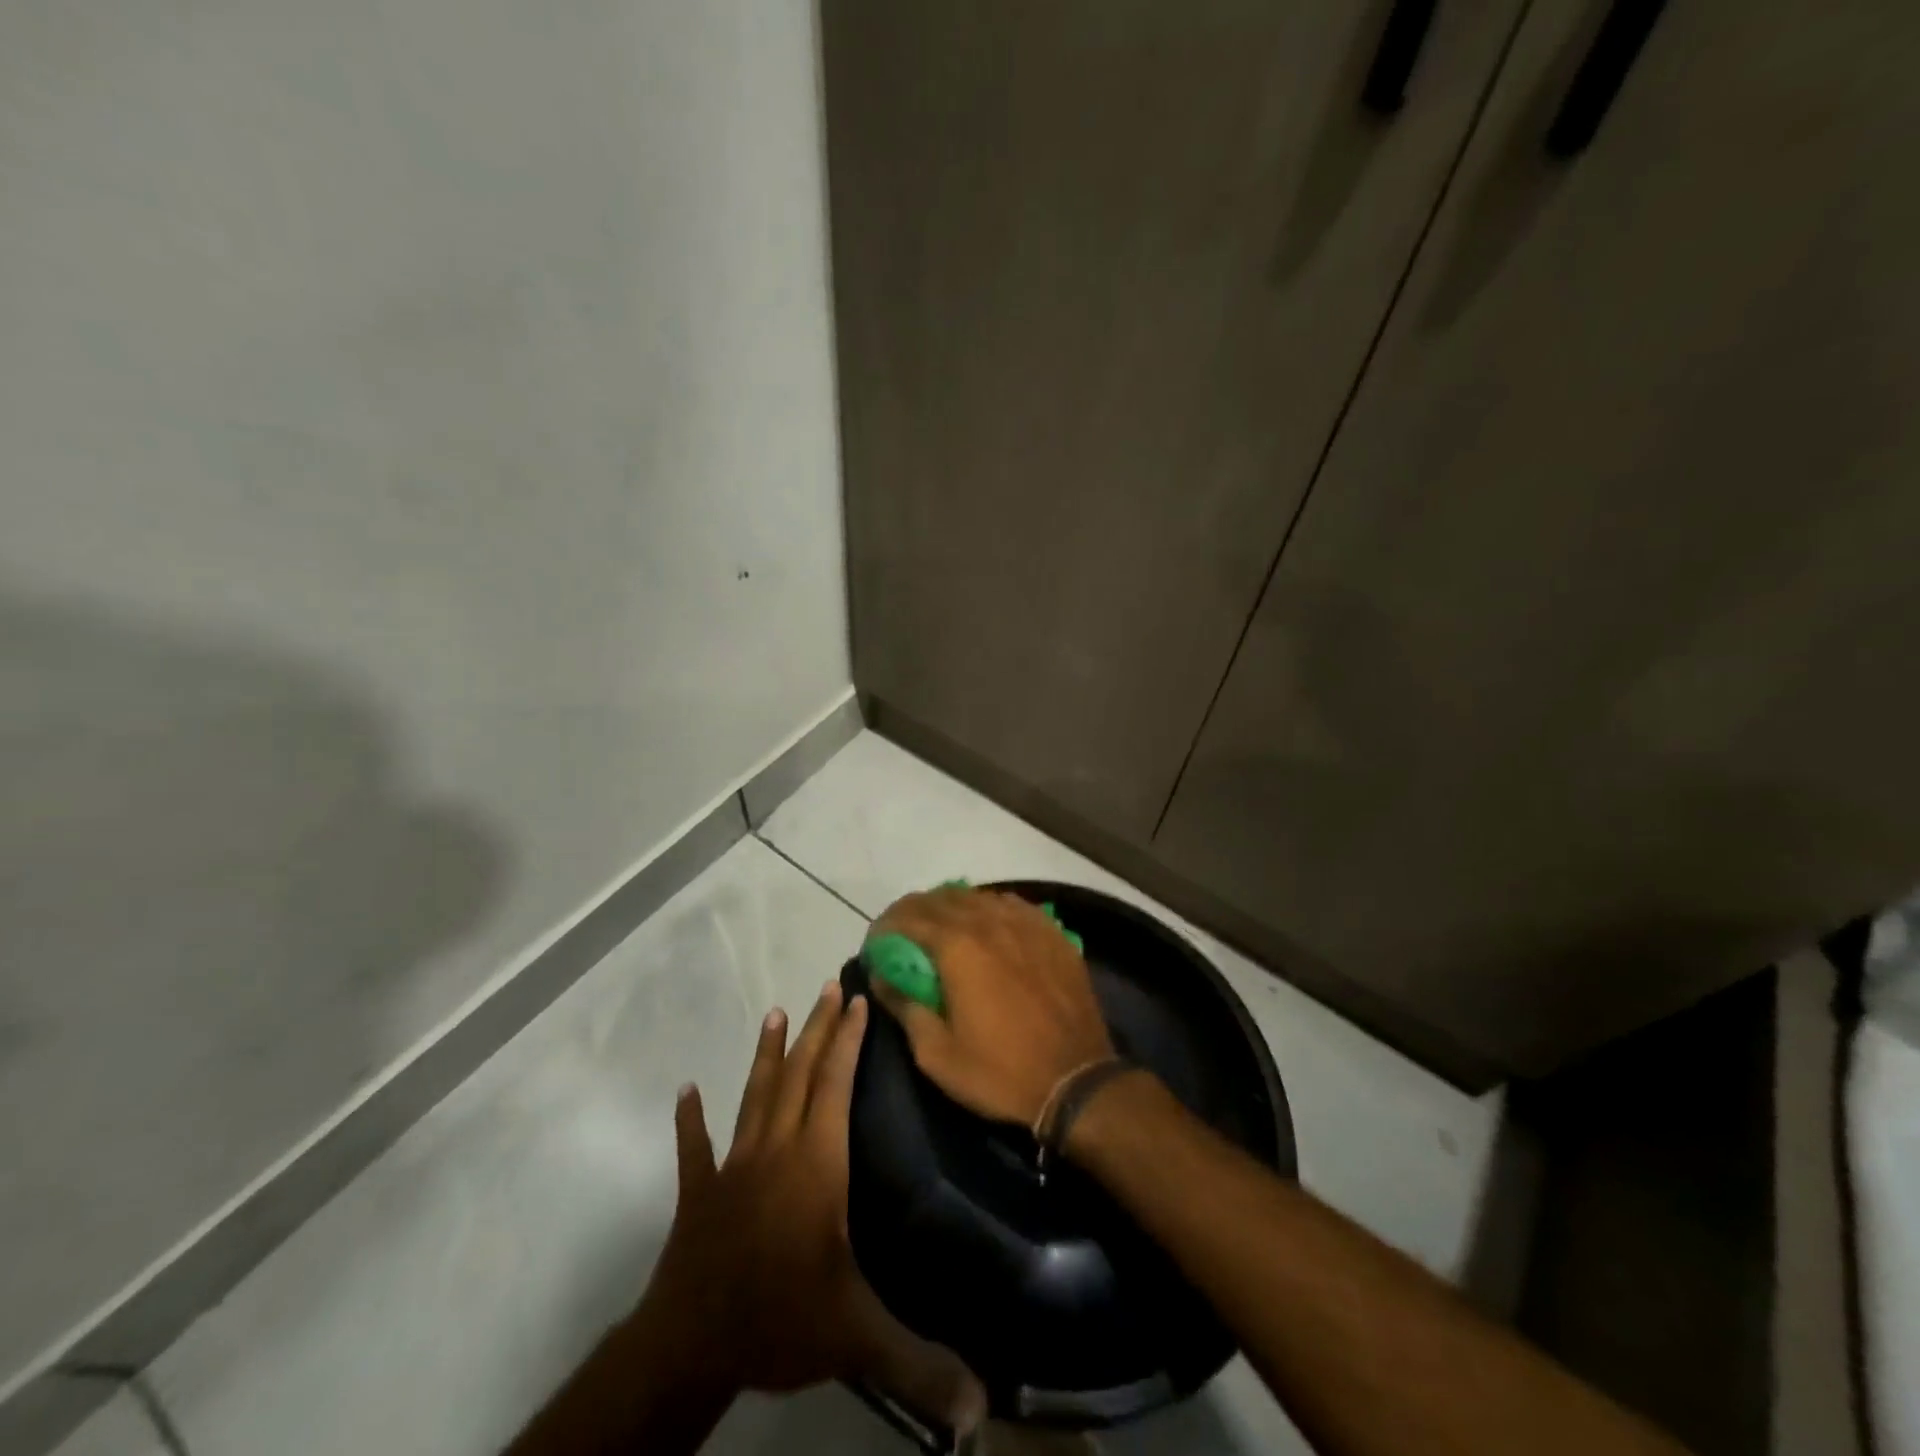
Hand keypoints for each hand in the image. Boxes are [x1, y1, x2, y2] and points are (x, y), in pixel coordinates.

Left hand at [645, 981, 982, 1430]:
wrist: (690, 1345)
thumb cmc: (779, 1319)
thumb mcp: (857, 1337)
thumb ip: (919, 1360)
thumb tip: (982, 1405)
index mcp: (816, 1163)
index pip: (835, 1086)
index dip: (847, 1042)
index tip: (857, 1002)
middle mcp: (776, 1148)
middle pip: (799, 1075)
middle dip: (816, 1028)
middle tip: (827, 985)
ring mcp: (734, 1165)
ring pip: (755, 1095)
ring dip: (767, 1054)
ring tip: (774, 1012)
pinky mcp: (700, 1191)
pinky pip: (695, 1147)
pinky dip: (692, 1118)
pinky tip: (686, 1090)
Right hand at [870, 888, 1113, 1124]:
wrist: (1076, 1081)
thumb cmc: (999, 1072)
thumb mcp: (936, 1054)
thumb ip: (903, 1006)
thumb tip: (879, 976)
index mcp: (958, 946)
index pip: (909, 916)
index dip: (886, 925)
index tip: (875, 944)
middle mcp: (989, 921)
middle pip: (942, 898)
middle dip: (914, 911)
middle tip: (901, 934)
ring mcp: (1025, 923)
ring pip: (978, 896)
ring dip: (951, 906)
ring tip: (940, 927)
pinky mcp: (1052, 932)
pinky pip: (1012, 905)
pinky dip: (989, 909)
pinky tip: (987, 927)